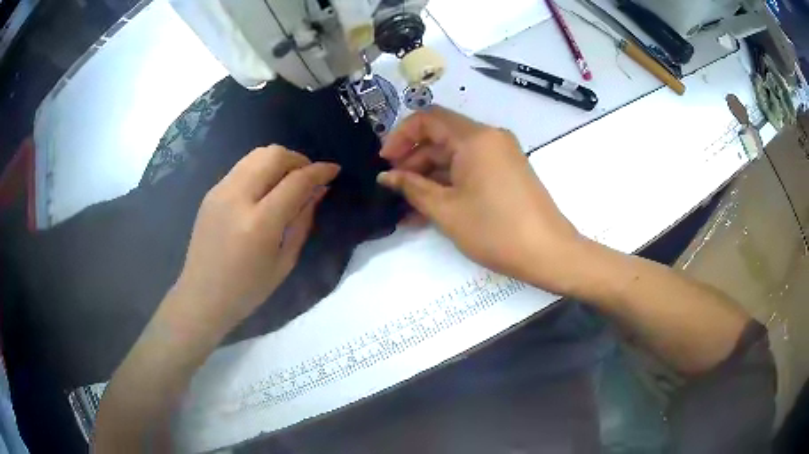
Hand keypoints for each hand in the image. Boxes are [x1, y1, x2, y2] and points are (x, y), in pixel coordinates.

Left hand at [174, 145, 339, 335]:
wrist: (202, 295)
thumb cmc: (248, 289)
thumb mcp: (284, 261)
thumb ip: (302, 221)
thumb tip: (319, 190)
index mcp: (260, 223)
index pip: (296, 181)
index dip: (319, 171)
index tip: (334, 170)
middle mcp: (238, 198)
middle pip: (274, 155)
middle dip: (299, 160)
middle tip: (309, 176)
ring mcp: (220, 191)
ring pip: (256, 154)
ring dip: (279, 160)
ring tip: (289, 179)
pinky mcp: (211, 192)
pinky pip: (242, 167)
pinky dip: (261, 169)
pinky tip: (265, 188)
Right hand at [377, 107, 582, 293]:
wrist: (548, 253)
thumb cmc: (495, 230)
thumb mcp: (446, 210)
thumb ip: (412, 188)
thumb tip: (386, 177)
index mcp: (475, 138)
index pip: (428, 118)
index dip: (401, 136)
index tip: (385, 161)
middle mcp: (489, 137)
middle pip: (441, 138)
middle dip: (413, 161)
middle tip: (393, 189)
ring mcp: (500, 154)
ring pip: (454, 156)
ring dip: (429, 177)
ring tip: (407, 207)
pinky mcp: (506, 171)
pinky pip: (470, 169)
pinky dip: (449, 184)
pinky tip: (430, 209)